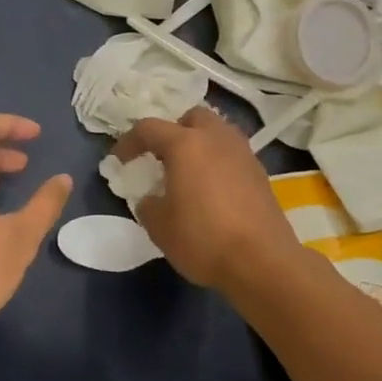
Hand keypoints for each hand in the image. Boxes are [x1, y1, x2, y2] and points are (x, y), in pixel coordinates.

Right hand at [114, 107, 303, 289]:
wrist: (262, 262)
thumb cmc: (202, 238)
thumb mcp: (159, 226)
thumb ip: (148, 204)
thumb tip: (152, 198)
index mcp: (186, 144)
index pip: (149, 128)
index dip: (129, 142)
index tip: (119, 161)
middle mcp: (217, 138)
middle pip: (192, 117)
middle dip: (174, 131)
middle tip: (162, 157)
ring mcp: (243, 154)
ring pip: (217, 133)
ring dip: (199, 144)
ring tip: (188, 172)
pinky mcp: (261, 174)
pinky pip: (232, 155)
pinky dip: (218, 162)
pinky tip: (212, 190)